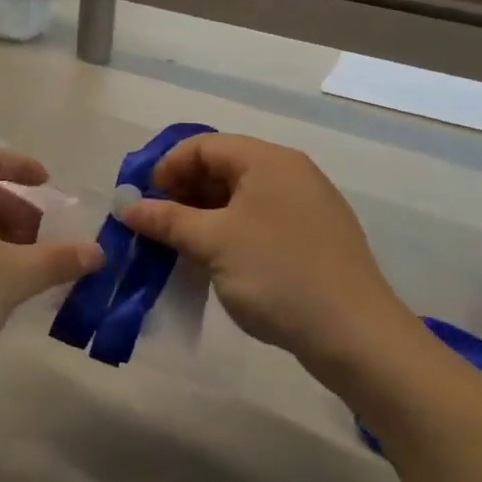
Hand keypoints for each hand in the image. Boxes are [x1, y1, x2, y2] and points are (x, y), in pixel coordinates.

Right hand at [118, 134, 417, 382]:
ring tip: (180, 245)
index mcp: (268, 161)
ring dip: (203, 214)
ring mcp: (306, 205)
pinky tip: (215, 260)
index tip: (143, 201)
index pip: (203, 145)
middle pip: (222, 166)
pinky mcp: (314, 236)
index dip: (166, 168)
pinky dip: (229, 230)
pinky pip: (259, 219)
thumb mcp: (212, 243)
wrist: (355, 335)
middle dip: (183, 191)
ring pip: (240, 196)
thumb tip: (127, 206)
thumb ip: (166, 219)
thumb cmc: (277, 275)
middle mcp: (290, 173)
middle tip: (157, 225)